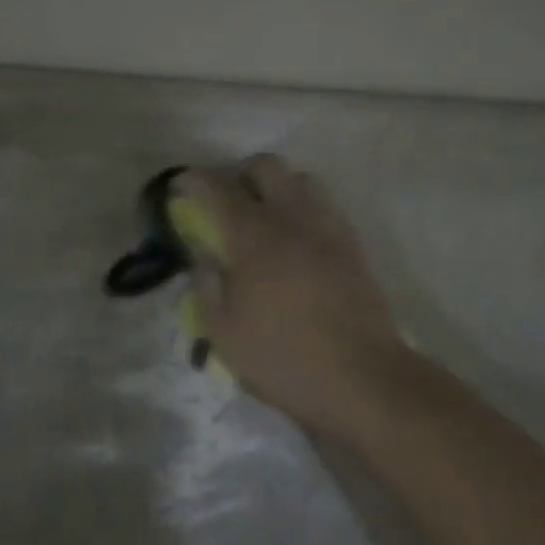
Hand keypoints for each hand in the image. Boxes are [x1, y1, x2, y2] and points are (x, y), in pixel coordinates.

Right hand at [175, 155, 408, 444]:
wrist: (362, 378)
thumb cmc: (284, 359)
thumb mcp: (224, 333)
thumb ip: (206, 284)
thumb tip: (202, 253)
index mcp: (254, 238)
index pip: (218, 189)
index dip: (195, 180)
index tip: (182, 185)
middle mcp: (292, 219)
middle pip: (266, 166)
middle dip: (239, 172)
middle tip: (226, 198)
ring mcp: (327, 228)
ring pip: (301, 179)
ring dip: (277, 185)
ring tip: (265, 215)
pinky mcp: (353, 244)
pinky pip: (324, 205)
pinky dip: (304, 207)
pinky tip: (296, 237)